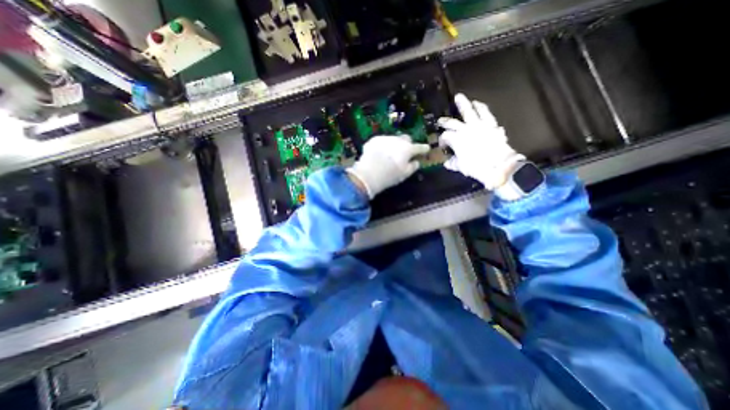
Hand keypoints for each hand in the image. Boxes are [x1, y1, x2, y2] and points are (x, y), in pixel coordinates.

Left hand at [346, 134, 428, 198]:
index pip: (419, 147)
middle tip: (405, 152)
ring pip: (393, 139)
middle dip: (407, 144)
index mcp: (408, 149)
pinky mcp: (374, 140)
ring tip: (388, 154)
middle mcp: (398, 140)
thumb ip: (413, 167)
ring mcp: (385, 138)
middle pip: (406, 139)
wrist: (369, 173)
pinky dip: (382, 146)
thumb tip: (416, 162)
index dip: (423, 148)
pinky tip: (378, 154)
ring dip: (393, 145)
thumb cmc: (390, 175)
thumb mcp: (405, 174)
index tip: (426, 148)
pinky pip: (381, 142)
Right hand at [439, 95, 525, 191]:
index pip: (445, 137)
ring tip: (459, 98)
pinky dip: (481, 107)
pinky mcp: (491, 124)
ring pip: (469, 111)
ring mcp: (478, 125)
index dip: (442, 141)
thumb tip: (447, 163)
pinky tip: (478, 104)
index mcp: (456, 139)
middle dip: (445, 122)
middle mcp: (465, 129)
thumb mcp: (461, 167)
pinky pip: (485, 113)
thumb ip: (453, 163)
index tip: (442, 146)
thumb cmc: (476, 167)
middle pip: (452, 122)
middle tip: (441, 120)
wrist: (498, 165)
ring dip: (463, 104)